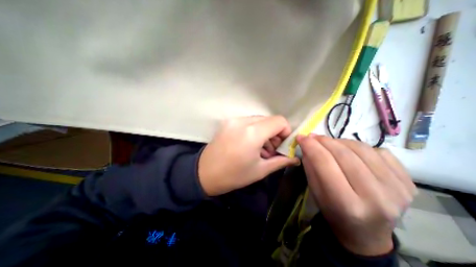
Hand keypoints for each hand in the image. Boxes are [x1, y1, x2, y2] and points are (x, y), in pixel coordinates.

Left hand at [200, 115, 298, 195]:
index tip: (282, 145)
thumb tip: (295, 158)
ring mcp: (233, 120)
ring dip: (264, 132)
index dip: (285, 131)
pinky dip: (254, 130)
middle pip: (269, 119)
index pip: (279, 121)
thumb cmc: (234, 175)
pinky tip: (250, 144)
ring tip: (261, 149)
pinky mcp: (228, 122)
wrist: (204, 173)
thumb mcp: (260, 170)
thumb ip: (280, 161)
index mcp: (253, 133)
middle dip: (275, 133)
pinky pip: (247, 122)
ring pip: (258, 120)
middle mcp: (243, 121)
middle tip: (272, 149)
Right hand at [297, 136, 417, 256]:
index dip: (311, 146)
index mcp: (347, 204)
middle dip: (324, 141)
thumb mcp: (315, 192)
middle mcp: (376, 197)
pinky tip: (349, 151)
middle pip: (344, 154)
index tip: (301, 137)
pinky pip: (379, 152)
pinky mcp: (409, 182)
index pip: (325, 163)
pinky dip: (358, 146)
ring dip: (339, 141)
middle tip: (312, 137)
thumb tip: (307, 143)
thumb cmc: (334, 212)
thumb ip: (311, 166)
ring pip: (361, 149)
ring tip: (328, 143)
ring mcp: (398, 189)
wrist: (366, 233)